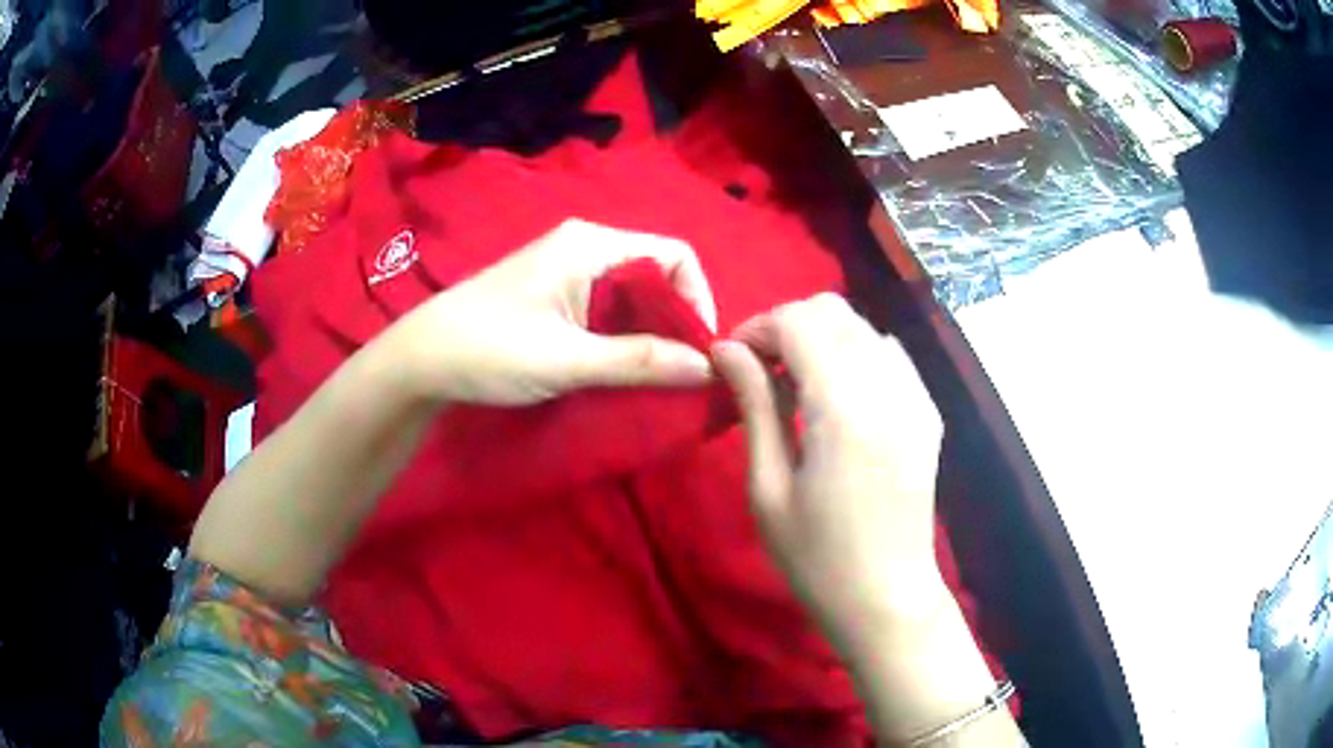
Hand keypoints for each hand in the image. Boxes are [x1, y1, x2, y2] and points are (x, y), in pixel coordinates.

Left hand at [374, 219, 716, 405]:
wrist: (421, 359)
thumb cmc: (491, 349)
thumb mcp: (569, 359)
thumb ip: (640, 361)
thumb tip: (708, 368)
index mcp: (591, 244)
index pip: (675, 255)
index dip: (698, 299)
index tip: (700, 352)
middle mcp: (584, 245)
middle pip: (656, 273)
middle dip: (677, 319)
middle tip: (684, 371)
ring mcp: (566, 268)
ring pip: (632, 292)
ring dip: (651, 331)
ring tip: (659, 374)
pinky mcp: (553, 293)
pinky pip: (608, 305)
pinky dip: (625, 333)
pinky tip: (624, 366)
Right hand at [712, 294, 949, 644]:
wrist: (887, 596)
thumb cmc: (816, 557)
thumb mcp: (768, 488)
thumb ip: (755, 405)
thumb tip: (725, 349)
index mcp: (845, 409)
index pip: (799, 322)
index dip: (758, 327)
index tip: (733, 358)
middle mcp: (889, 388)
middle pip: (833, 311)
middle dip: (788, 325)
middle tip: (761, 370)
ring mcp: (917, 396)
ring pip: (862, 326)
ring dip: (822, 338)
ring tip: (797, 384)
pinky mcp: (929, 411)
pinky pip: (888, 354)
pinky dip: (855, 355)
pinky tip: (839, 398)